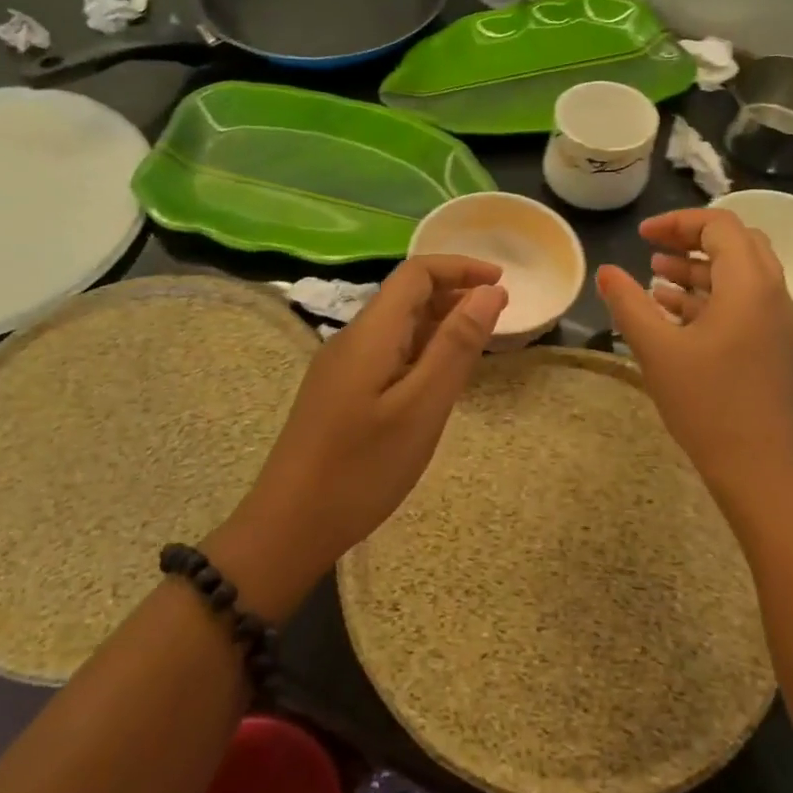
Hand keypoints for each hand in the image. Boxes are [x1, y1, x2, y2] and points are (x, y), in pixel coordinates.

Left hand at [239, 256, 507, 570]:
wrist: (289, 525)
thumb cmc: (362, 468)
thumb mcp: (422, 407)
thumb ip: (456, 345)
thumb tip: (490, 292)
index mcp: (370, 333)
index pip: (416, 273)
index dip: (460, 267)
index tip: (503, 282)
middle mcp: (352, 339)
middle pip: (404, 296)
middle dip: (453, 294)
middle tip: (498, 317)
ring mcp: (340, 367)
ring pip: (396, 326)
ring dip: (438, 323)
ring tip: (477, 345)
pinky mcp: (338, 393)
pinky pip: (386, 353)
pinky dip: (420, 351)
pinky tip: (436, 379)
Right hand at [596, 210, 792, 527]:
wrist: (759, 468)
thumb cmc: (707, 403)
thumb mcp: (657, 349)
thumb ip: (628, 303)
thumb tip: (605, 271)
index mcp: (749, 284)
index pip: (720, 225)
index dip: (678, 222)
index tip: (641, 236)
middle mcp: (772, 293)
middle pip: (736, 243)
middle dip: (691, 239)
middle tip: (651, 247)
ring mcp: (776, 321)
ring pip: (740, 273)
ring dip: (699, 267)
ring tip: (656, 275)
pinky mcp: (772, 345)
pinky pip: (742, 301)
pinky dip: (709, 295)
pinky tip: (674, 309)